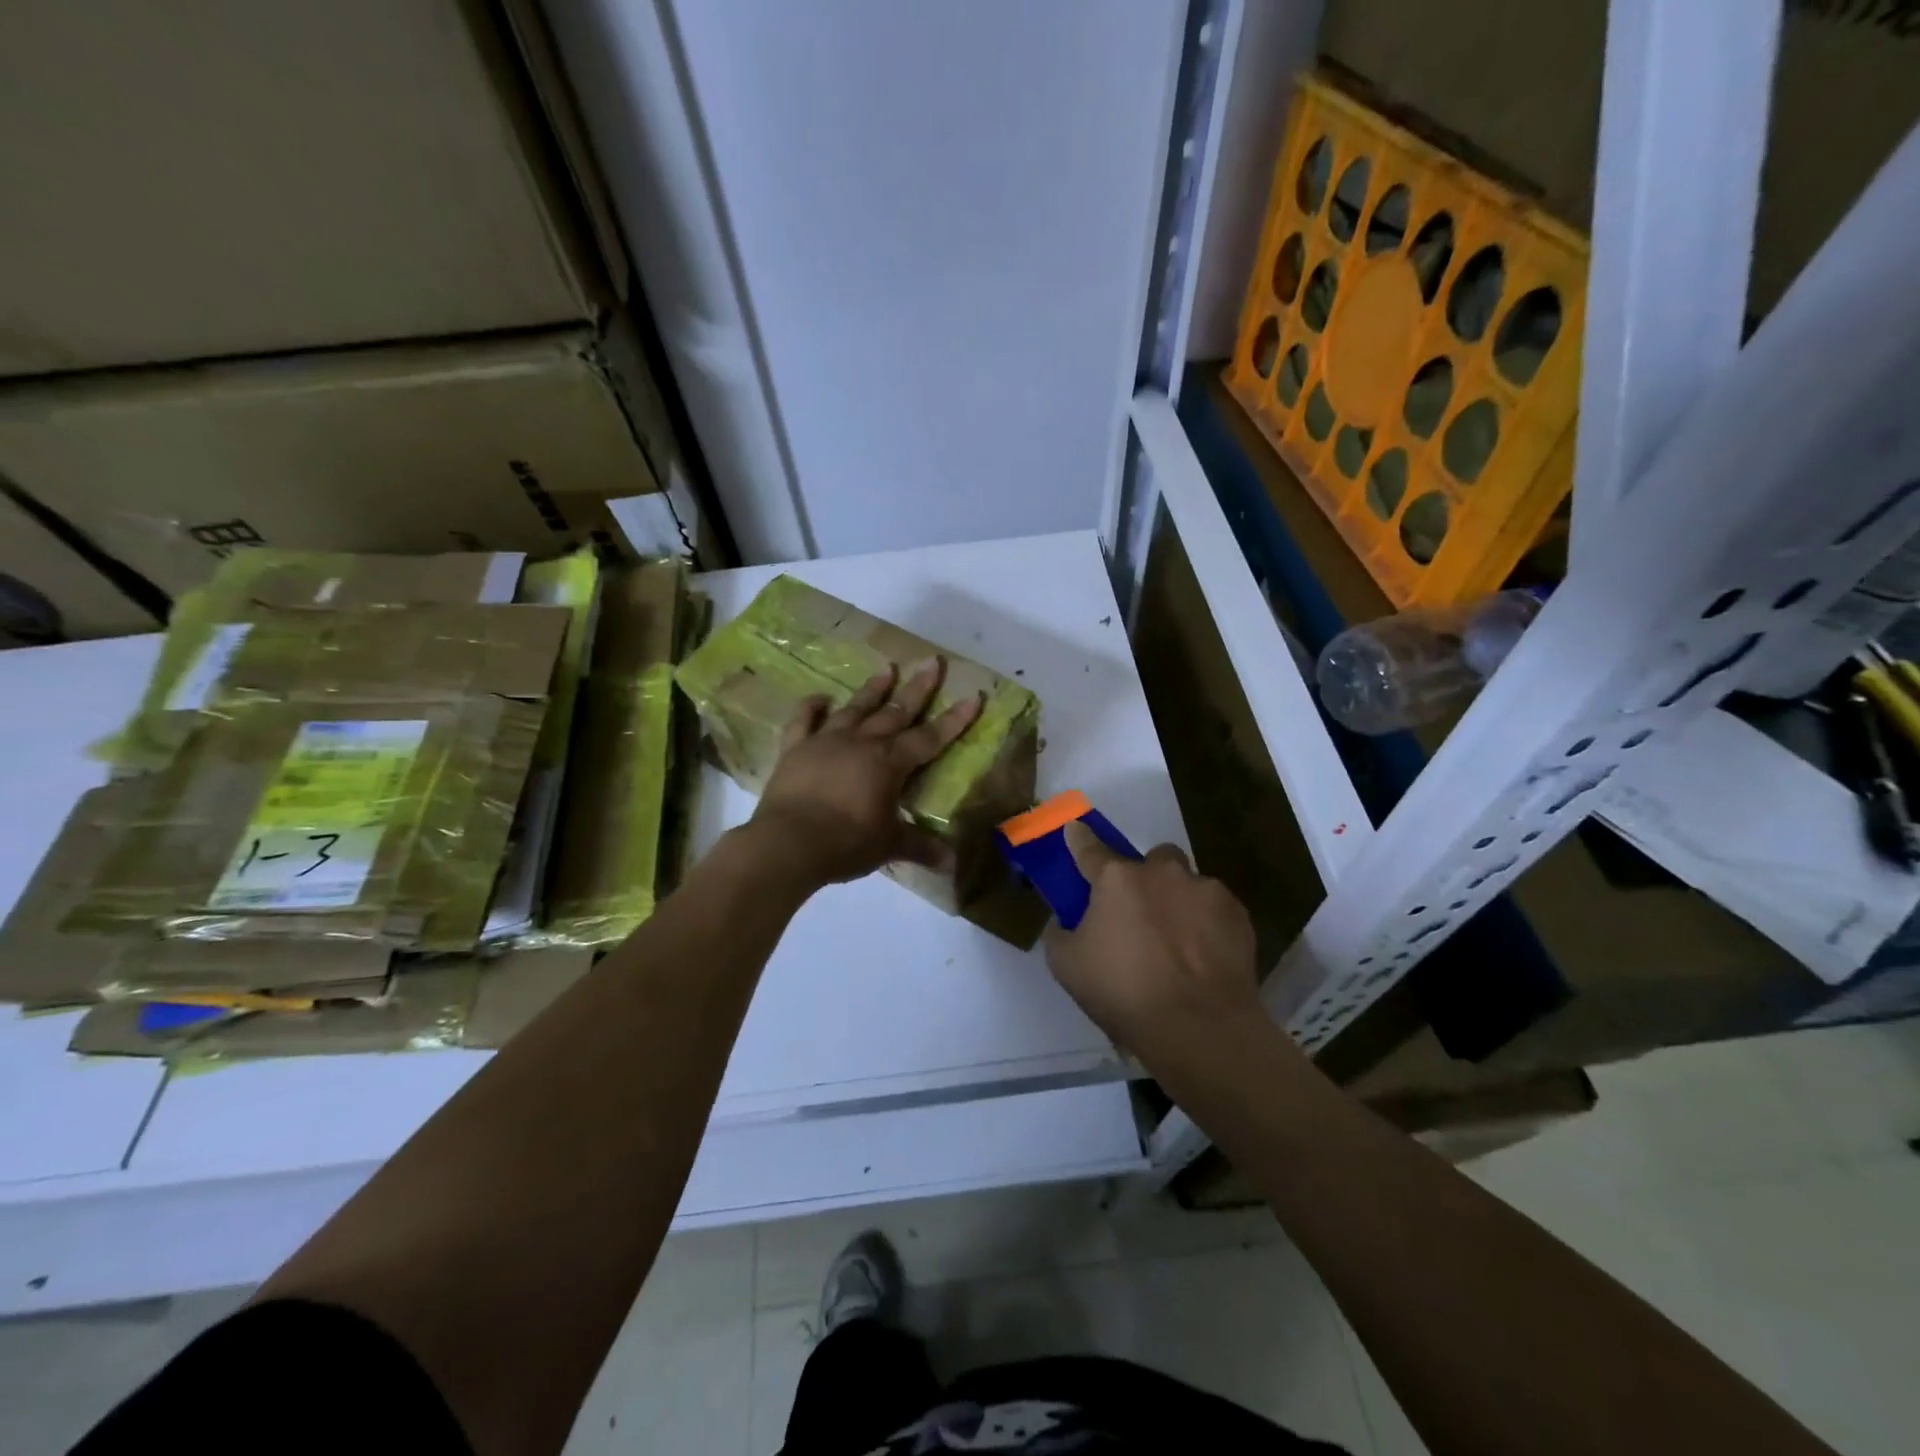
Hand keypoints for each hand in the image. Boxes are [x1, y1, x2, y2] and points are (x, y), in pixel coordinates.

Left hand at [751, 659, 982, 888]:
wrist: (787, 844)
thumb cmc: (845, 843)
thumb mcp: (888, 846)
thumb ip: (920, 847)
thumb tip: (952, 863)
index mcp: (889, 763)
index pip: (929, 738)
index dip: (954, 719)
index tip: (973, 696)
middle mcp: (861, 743)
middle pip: (895, 712)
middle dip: (918, 688)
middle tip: (931, 661)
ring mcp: (826, 742)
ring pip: (855, 708)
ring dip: (873, 689)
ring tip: (887, 668)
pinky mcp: (795, 749)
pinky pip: (804, 721)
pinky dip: (812, 707)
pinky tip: (820, 696)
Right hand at [1043, 820, 1264, 1069]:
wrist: (1198, 1027)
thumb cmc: (1123, 993)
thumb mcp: (1066, 966)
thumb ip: (1060, 932)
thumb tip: (1065, 921)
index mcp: (1116, 879)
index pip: (1090, 849)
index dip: (1079, 840)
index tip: (1075, 829)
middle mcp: (1162, 872)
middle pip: (1152, 860)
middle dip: (1146, 877)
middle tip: (1140, 913)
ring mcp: (1205, 890)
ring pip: (1188, 883)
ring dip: (1179, 902)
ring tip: (1178, 944)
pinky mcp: (1238, 914)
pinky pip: (1215, 909)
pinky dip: (1207, 925)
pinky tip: (1203, 958)